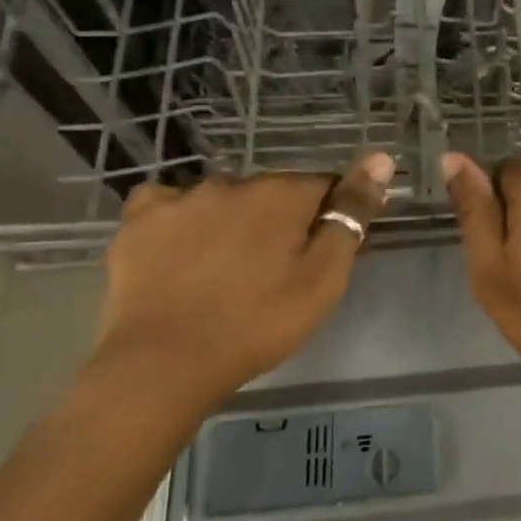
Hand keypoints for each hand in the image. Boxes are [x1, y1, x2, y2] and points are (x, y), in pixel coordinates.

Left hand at [85, 152, 394, 419]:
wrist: (164, 363)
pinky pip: (171, 205)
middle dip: (283, 220)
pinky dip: (184, 220)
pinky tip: (183, 249)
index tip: (327, 253)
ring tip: (229, 270)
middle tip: (280, 271)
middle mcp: (232, 182)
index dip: (333, 217)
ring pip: (225, 199)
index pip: (325, 186)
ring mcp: (180, 198)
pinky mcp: (139, 219)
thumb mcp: (324, 277)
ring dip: (236, 221)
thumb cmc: (259, 322)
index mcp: (282, 193)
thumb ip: (352, 214)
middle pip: (274, 193)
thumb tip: (381, 157)